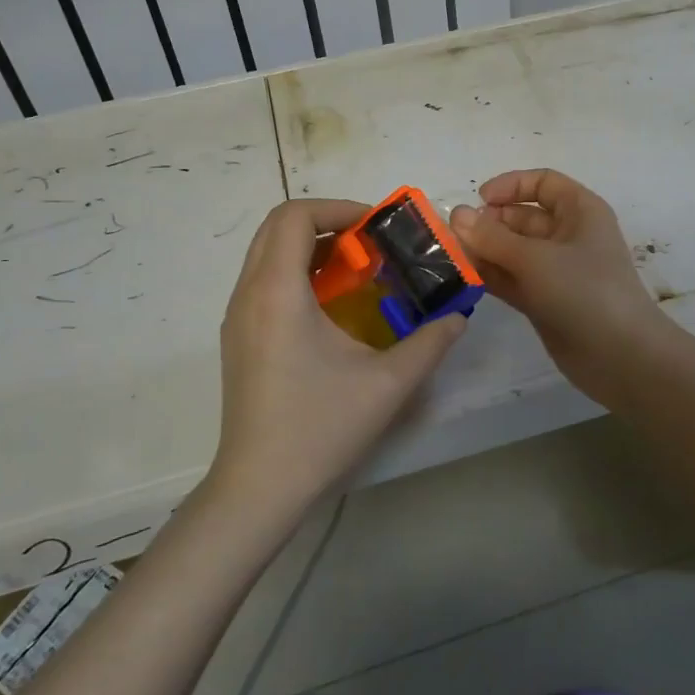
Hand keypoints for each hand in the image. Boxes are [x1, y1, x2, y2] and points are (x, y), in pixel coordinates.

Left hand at [213, 199, 466, 520]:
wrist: (259, 487)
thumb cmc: (320, 428)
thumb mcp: (388, 384)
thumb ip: (430, 343)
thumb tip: (457, 316)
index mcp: (278, 291)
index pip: (294, 215)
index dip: (338, 207)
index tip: (376, 228)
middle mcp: (249, 293)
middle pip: (277, 226)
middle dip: (325, 221)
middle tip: (367, 243)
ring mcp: (237, 316)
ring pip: (267, 252)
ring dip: (309, 247)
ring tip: (355, 270)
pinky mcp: (237, 337)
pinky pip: (263, 280)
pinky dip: (295, 272)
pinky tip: (330, 306)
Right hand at [448, 169, 671, 393]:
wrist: (621, 357)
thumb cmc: (585, 291)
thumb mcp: (535, 258)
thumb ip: (492, 237)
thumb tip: (456, 215)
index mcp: (580, 212)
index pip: (543, 183)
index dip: (511, 185)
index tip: (479, 200)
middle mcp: (568, 236)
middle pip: (522, 217)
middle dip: (489, 222)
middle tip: (454, 236)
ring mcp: (556, 270)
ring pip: (513, 250)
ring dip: (484, 251)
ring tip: (451, 257)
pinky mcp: (544, 300)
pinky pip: (511, 279)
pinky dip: (490, 276)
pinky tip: (463, 277)